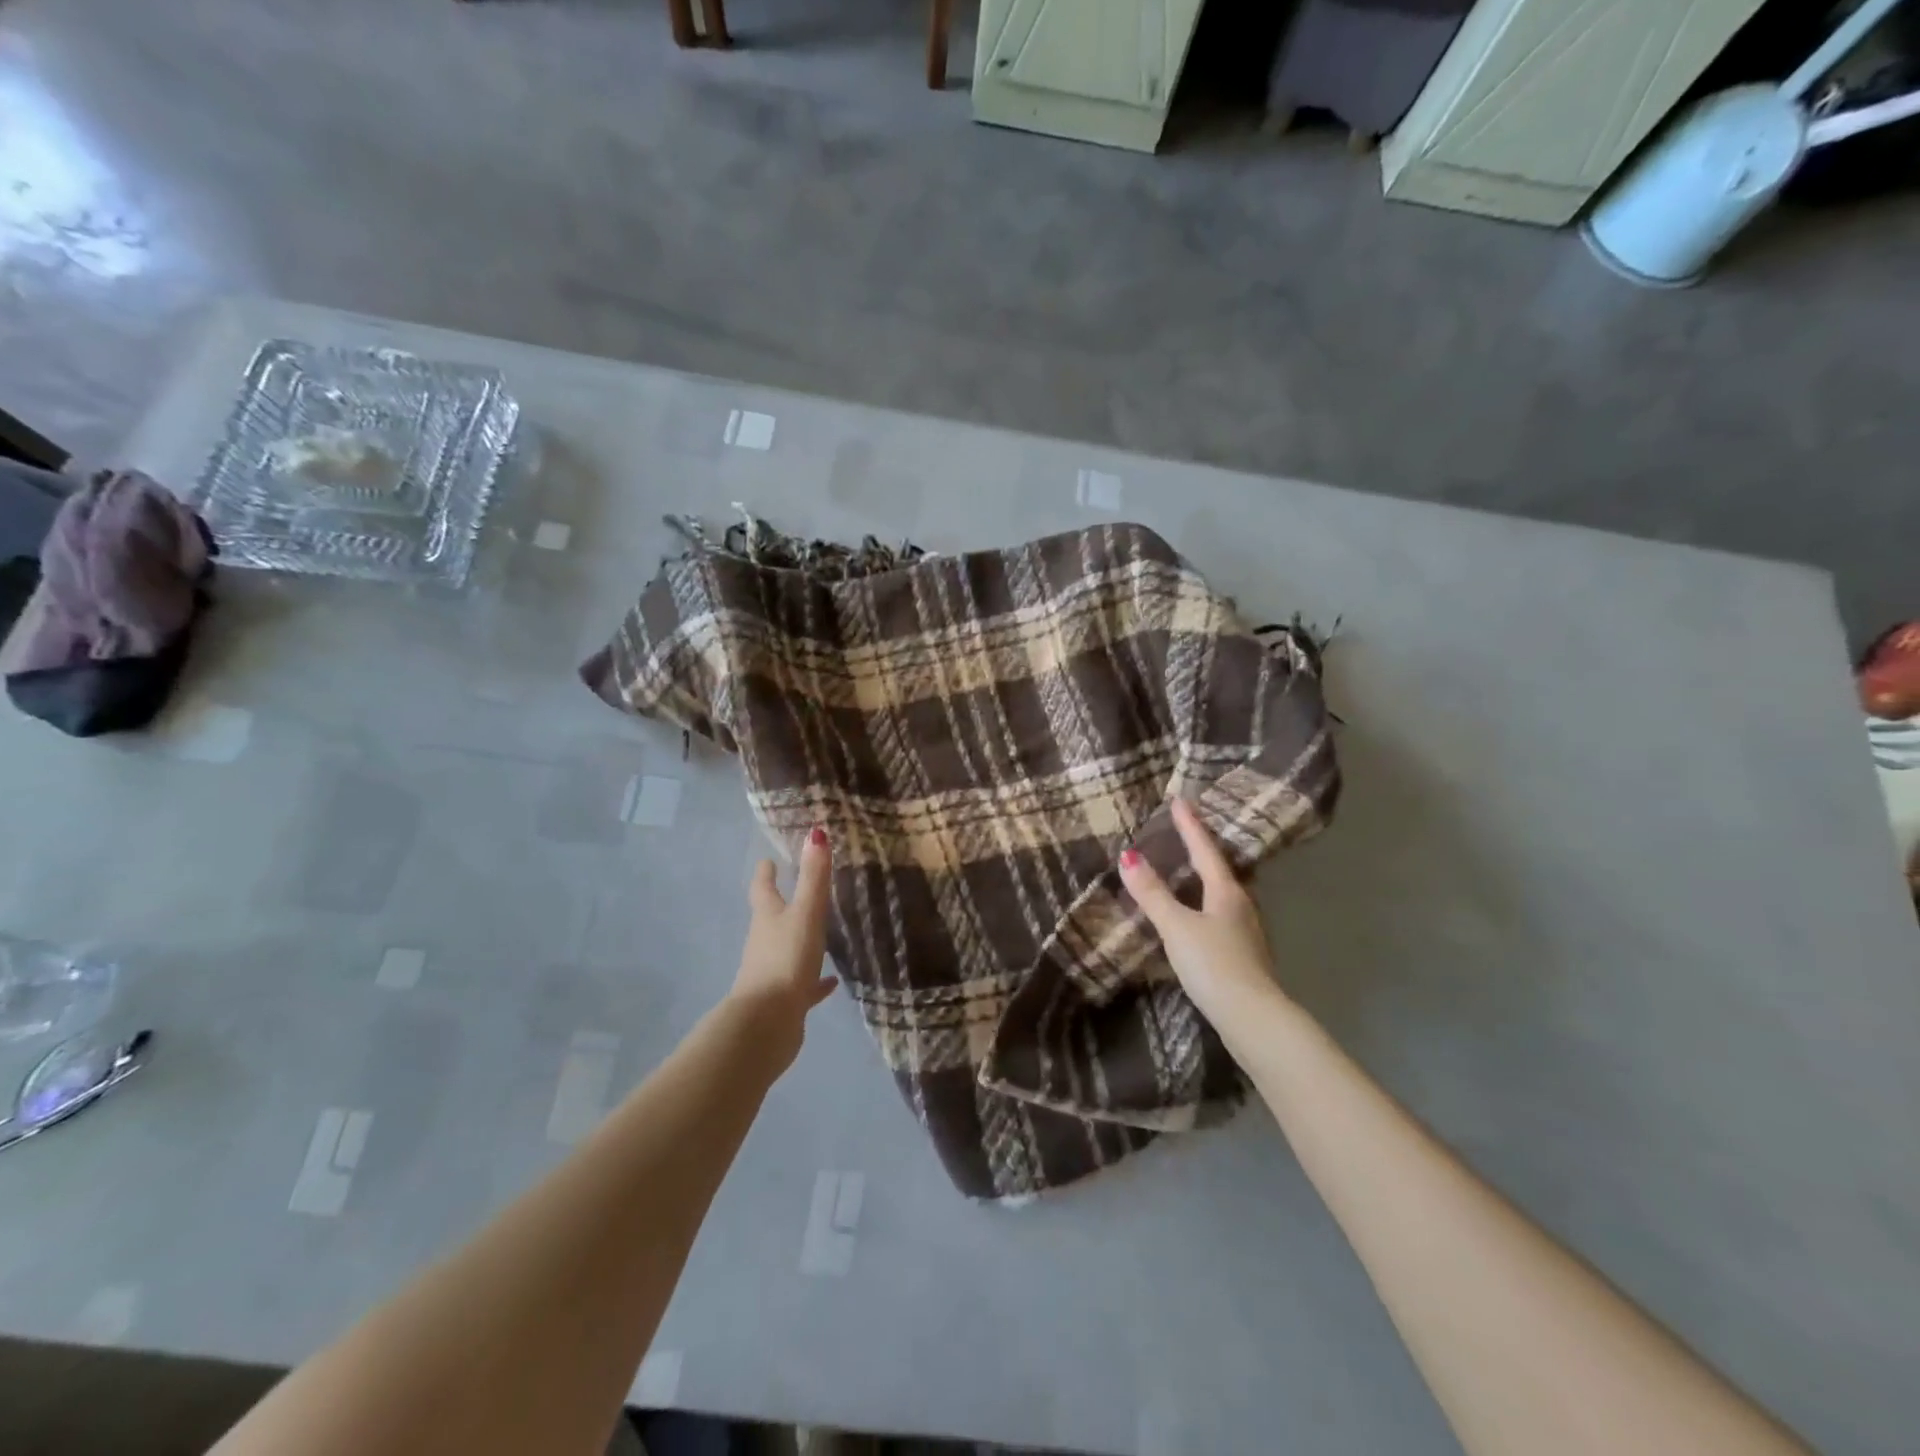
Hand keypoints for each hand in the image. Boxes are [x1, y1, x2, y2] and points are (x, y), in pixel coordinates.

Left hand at [730, 826, 838, 1071]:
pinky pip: (803, 984)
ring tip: (818, 931)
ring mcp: (773, 972)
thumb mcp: (805, 914)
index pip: (763, 889)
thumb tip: (816, 832)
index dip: (766, 873)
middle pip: (771, 918)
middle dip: (781, 903)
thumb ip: (813, 877)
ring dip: (798, 938)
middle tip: (796, 889)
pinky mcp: (786, 999)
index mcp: (767, 918)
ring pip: (786, 949)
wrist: (767, 1023)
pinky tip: (831, 982)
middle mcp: (765, 942)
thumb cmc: (785, 960)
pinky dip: (815, 980)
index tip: (768, 861)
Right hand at [1119, 798, 1286, 1020]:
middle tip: (1185, 832)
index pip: (1205, 849)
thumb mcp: (1177, 926)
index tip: (1179, 800)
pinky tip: (1198, 917)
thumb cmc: (1214, 964)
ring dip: (1205, 878)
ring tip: (1188, 871)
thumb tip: (1128, 855)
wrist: (1253, 1018)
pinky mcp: (1244, 956)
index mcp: (1226, 892)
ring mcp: (1246, 932)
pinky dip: (1205, 905)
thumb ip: (1153, 893)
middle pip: (1221, 869)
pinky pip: (1222, 916)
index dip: (1190, 825)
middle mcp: (1242, 905)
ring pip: (1224, 894)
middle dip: (1202, 849)